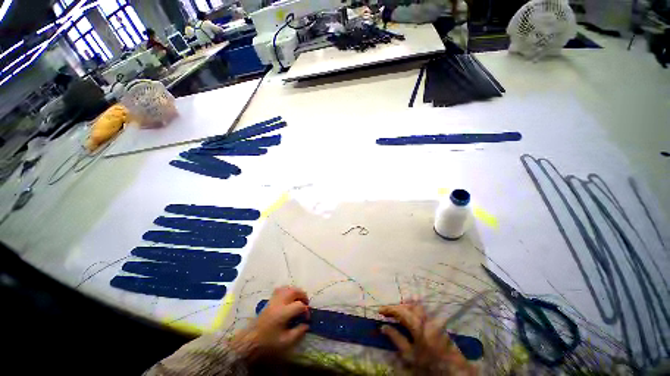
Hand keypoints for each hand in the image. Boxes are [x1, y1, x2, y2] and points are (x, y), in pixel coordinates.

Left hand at [231, 286, 309, 360]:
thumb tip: (306, 325)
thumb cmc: (268, 342)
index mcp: (283, 312)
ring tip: (299, 299)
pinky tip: (289, 298)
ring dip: (296, 291)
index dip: (306, 310)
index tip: (307, 318)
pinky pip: (281, 289)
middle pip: (295, 291)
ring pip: (288, 288)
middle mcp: (279, 302)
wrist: (250, 340)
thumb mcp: (285, 342)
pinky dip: (287, 290)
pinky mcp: (269, 300)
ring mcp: (273, 300)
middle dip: (303, 295)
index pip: (299, 305)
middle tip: (306, 304)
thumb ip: (298, 333)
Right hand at [379, 302, 474, 374]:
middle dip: (396, 307)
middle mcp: (425, 317)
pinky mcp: (436, 322)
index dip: (388, 309)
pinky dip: (412, 310)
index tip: (379, 311)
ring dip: (404, 307)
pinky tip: (409, 316)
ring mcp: (431, 319)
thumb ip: (396, 338)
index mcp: (417, 324)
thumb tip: (383, 327)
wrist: (452, 369)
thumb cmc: (429, 363)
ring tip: (396, 313)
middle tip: (387, 313)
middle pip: (407, 305)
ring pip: (415, 306)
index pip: (399, 311)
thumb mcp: (409, 354)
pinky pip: (421, 311)